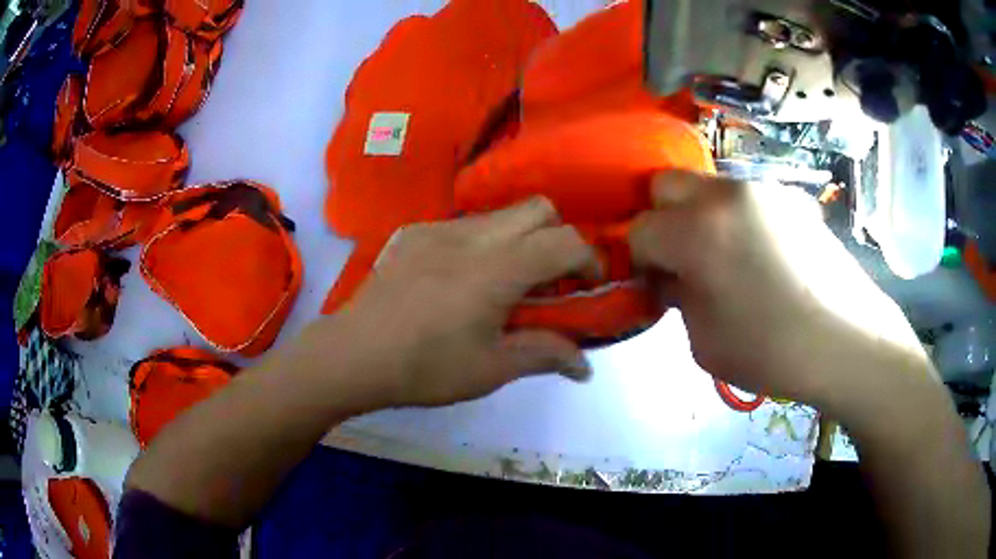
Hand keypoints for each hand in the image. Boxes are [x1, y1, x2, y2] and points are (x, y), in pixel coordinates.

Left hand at [320, 198, 600, 407]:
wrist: (353, 355)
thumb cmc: (425, 368)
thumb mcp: (491, 370)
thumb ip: (544, 355)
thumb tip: (585, 365)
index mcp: (497, 269)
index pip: (563, 241)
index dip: (589, 259)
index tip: (589, 285)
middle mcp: (472, 236)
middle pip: (537, 208)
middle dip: (556, 236)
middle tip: (548, 279)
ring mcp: (438, 228)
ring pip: (499, 214)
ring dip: (518, 239)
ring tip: (503, 282)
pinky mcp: (412, 233)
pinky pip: (462, 225)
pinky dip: (479, 244)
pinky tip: (458, 280)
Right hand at [629, 172, 926, 406]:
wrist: (847, 341)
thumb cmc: (770, 351)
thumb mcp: (703, 341)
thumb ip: (679, 298)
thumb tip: (675, 277)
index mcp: (697, 232)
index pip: (639, 229)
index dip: (638, 259)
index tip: (654, 284)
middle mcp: (726, 194)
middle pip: (666, 184)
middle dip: (662, 219)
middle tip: (683, 258)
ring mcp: (763, 189)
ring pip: (709, 186)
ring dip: (703, 216)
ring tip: (731, 258)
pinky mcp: (792, 198)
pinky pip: (748, 198)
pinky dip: (741, 219)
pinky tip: (767, 256)